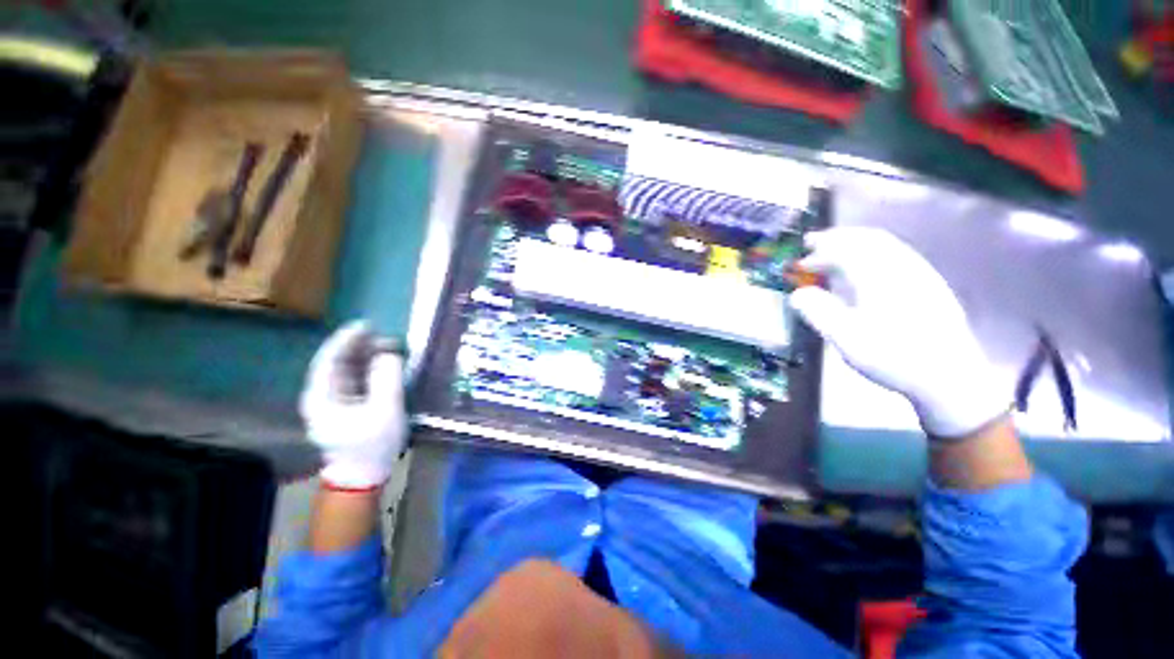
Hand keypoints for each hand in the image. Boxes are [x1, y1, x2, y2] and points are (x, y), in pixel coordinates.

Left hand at [300, 320, 407, 488]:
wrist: (364, 475)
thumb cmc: (373, 445)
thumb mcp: (385, 410)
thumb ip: (387, 379)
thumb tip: (388, 354)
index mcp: (322, 398)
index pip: (328, 361)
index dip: (345, 340)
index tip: (365, 325)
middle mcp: (323, 396)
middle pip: (337, 363)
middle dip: (359, 347)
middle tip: (383, 335)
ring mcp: (334, 402)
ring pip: (347, 370)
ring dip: (366, 356)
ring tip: (388, 346)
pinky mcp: (347, 406)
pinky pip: (356, 380)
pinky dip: (370, 368)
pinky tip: (385, 362)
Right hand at [789, 228, 1008, 438]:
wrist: (949, 376)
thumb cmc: (892, 357)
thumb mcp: (846, 338)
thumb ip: (818, 312)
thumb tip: (797, 294)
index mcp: (879, 278)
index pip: (846, 251)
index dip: (820, 250)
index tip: (801, 258)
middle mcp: (902, 268)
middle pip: (868, 239)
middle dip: (839, 238)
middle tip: (815, 243)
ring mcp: (921, 274)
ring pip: (886, 244)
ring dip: (857, 243)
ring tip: (837, 252)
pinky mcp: (931, 285)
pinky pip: (899, 255)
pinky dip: (875, 252)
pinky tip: (867, 268)